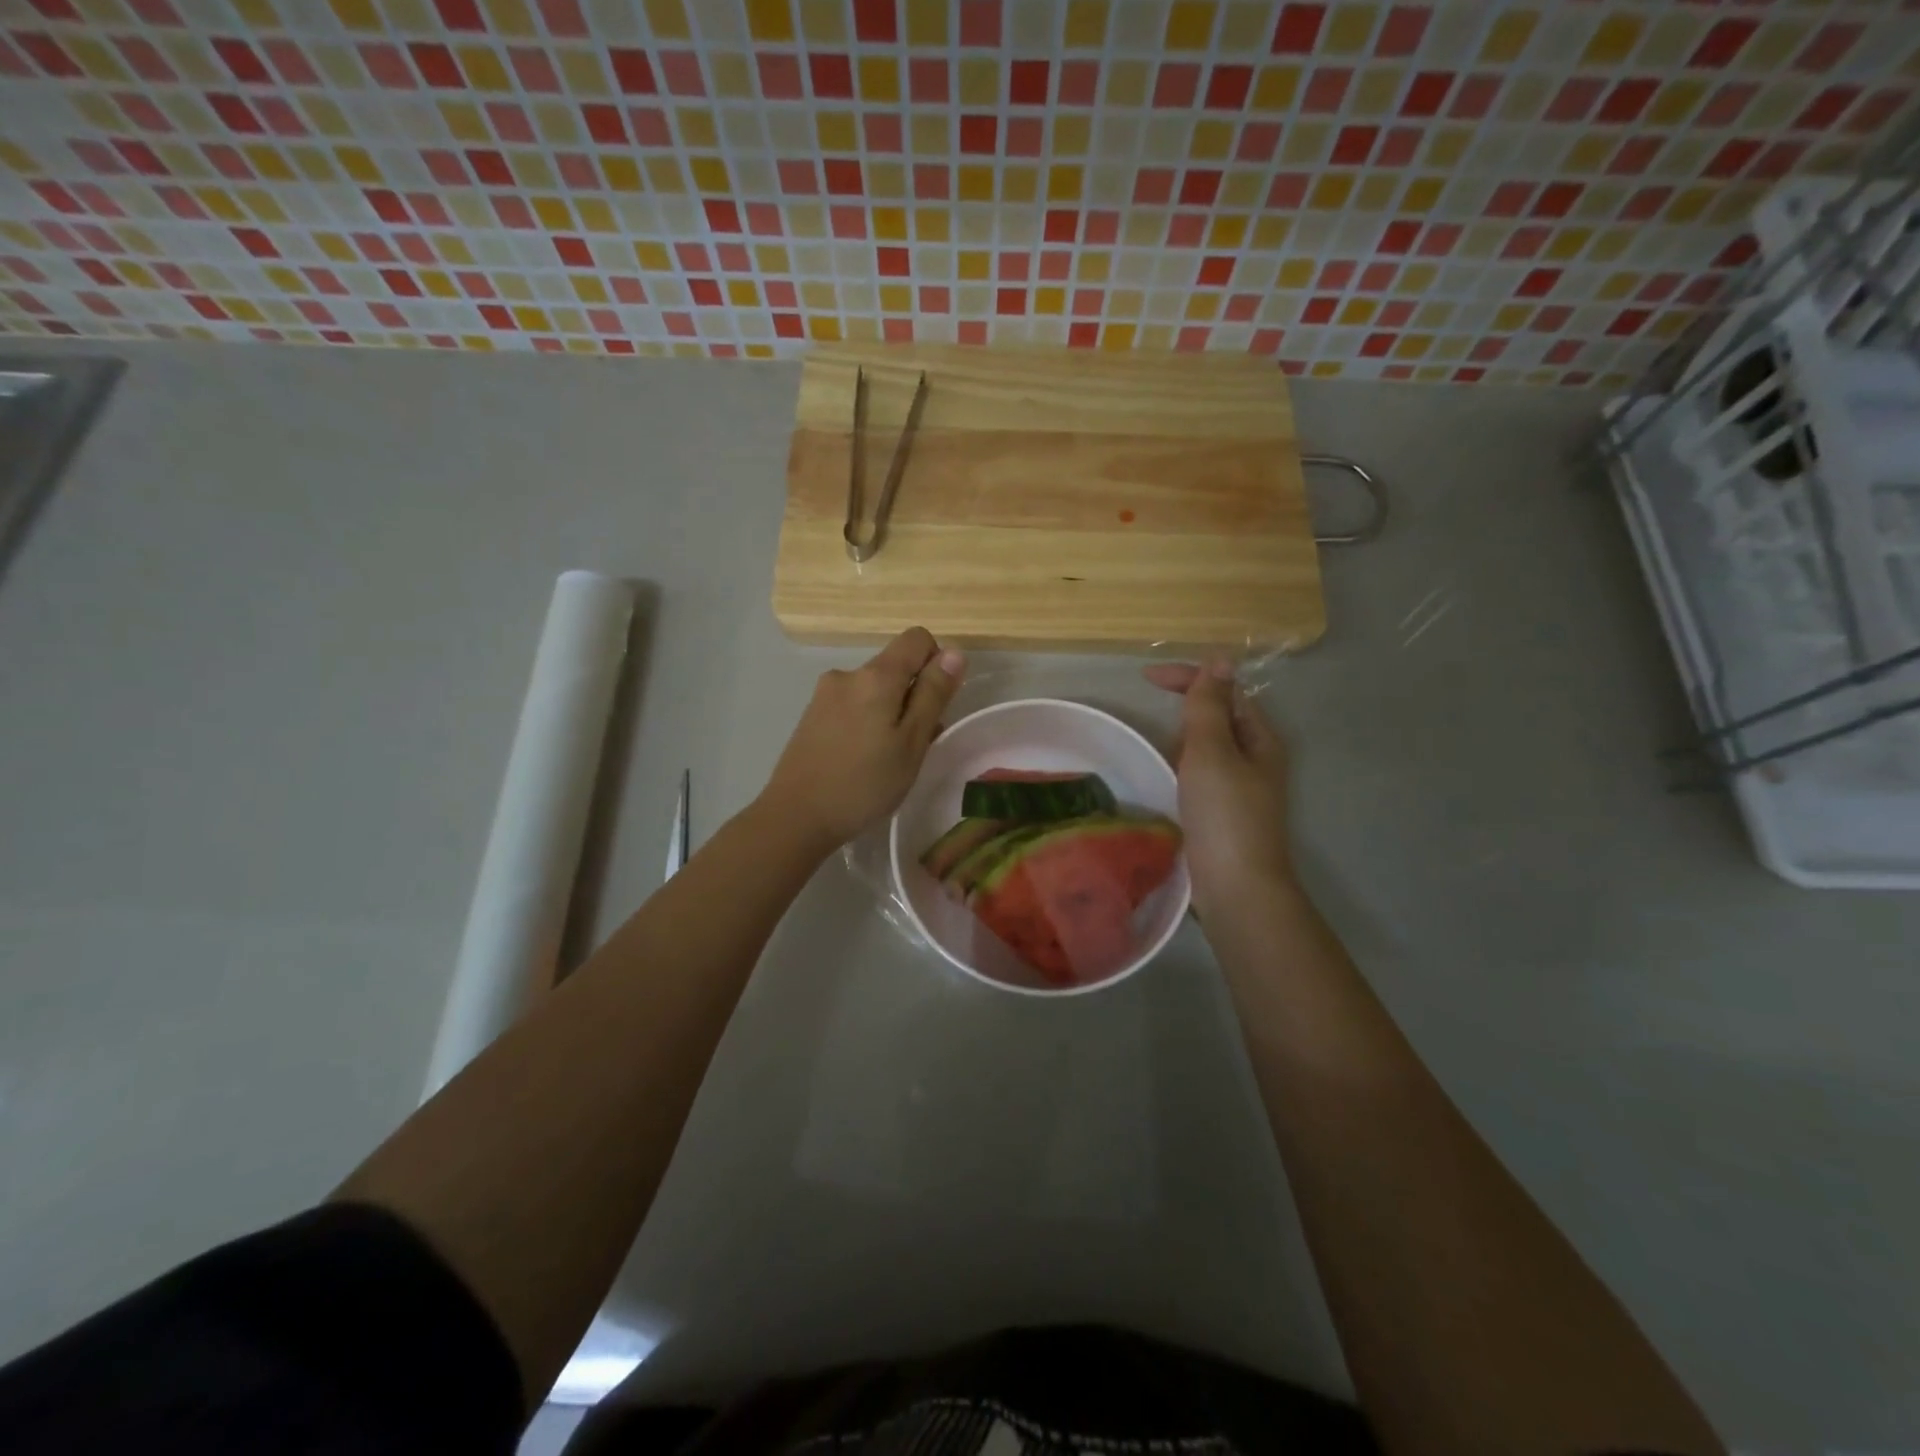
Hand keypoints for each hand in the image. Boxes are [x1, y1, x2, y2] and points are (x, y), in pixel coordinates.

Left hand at [762, 627, 964, 849]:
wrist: (796, 816)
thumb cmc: (865, 783)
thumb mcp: (912, 742)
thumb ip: (933, 694)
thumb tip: (953, 652)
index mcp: (876, 676)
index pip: (917, 638)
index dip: (936, 663)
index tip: (937, 704)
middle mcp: (848, 674)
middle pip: (894, 666)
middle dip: (913, 695)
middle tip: (915, 744)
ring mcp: (824, 694)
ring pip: (873, 690)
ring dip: (890, 712)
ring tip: (889, 759)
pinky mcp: (811, 716)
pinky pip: (852, 706)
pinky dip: (867, 722)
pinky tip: (863, 760)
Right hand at [1144, 661, 1294, 912]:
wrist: (1236, 887)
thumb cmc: (1224, 814)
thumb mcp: (1212, 752)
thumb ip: (1210, 707)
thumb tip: (1219, 661)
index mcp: (1261, 739)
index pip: (1226, 691)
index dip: (1189, 678)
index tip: (1145, 678)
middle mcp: (1256, 759)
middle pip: (1220, 717)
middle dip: (1188, 708)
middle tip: (1154, 717)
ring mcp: (1241, 787)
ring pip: (1208, 748)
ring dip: (1182, 739)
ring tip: (1158, 749)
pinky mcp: (1223, 811)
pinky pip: (1200, 774)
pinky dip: (1181, 767)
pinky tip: (1166, 780)